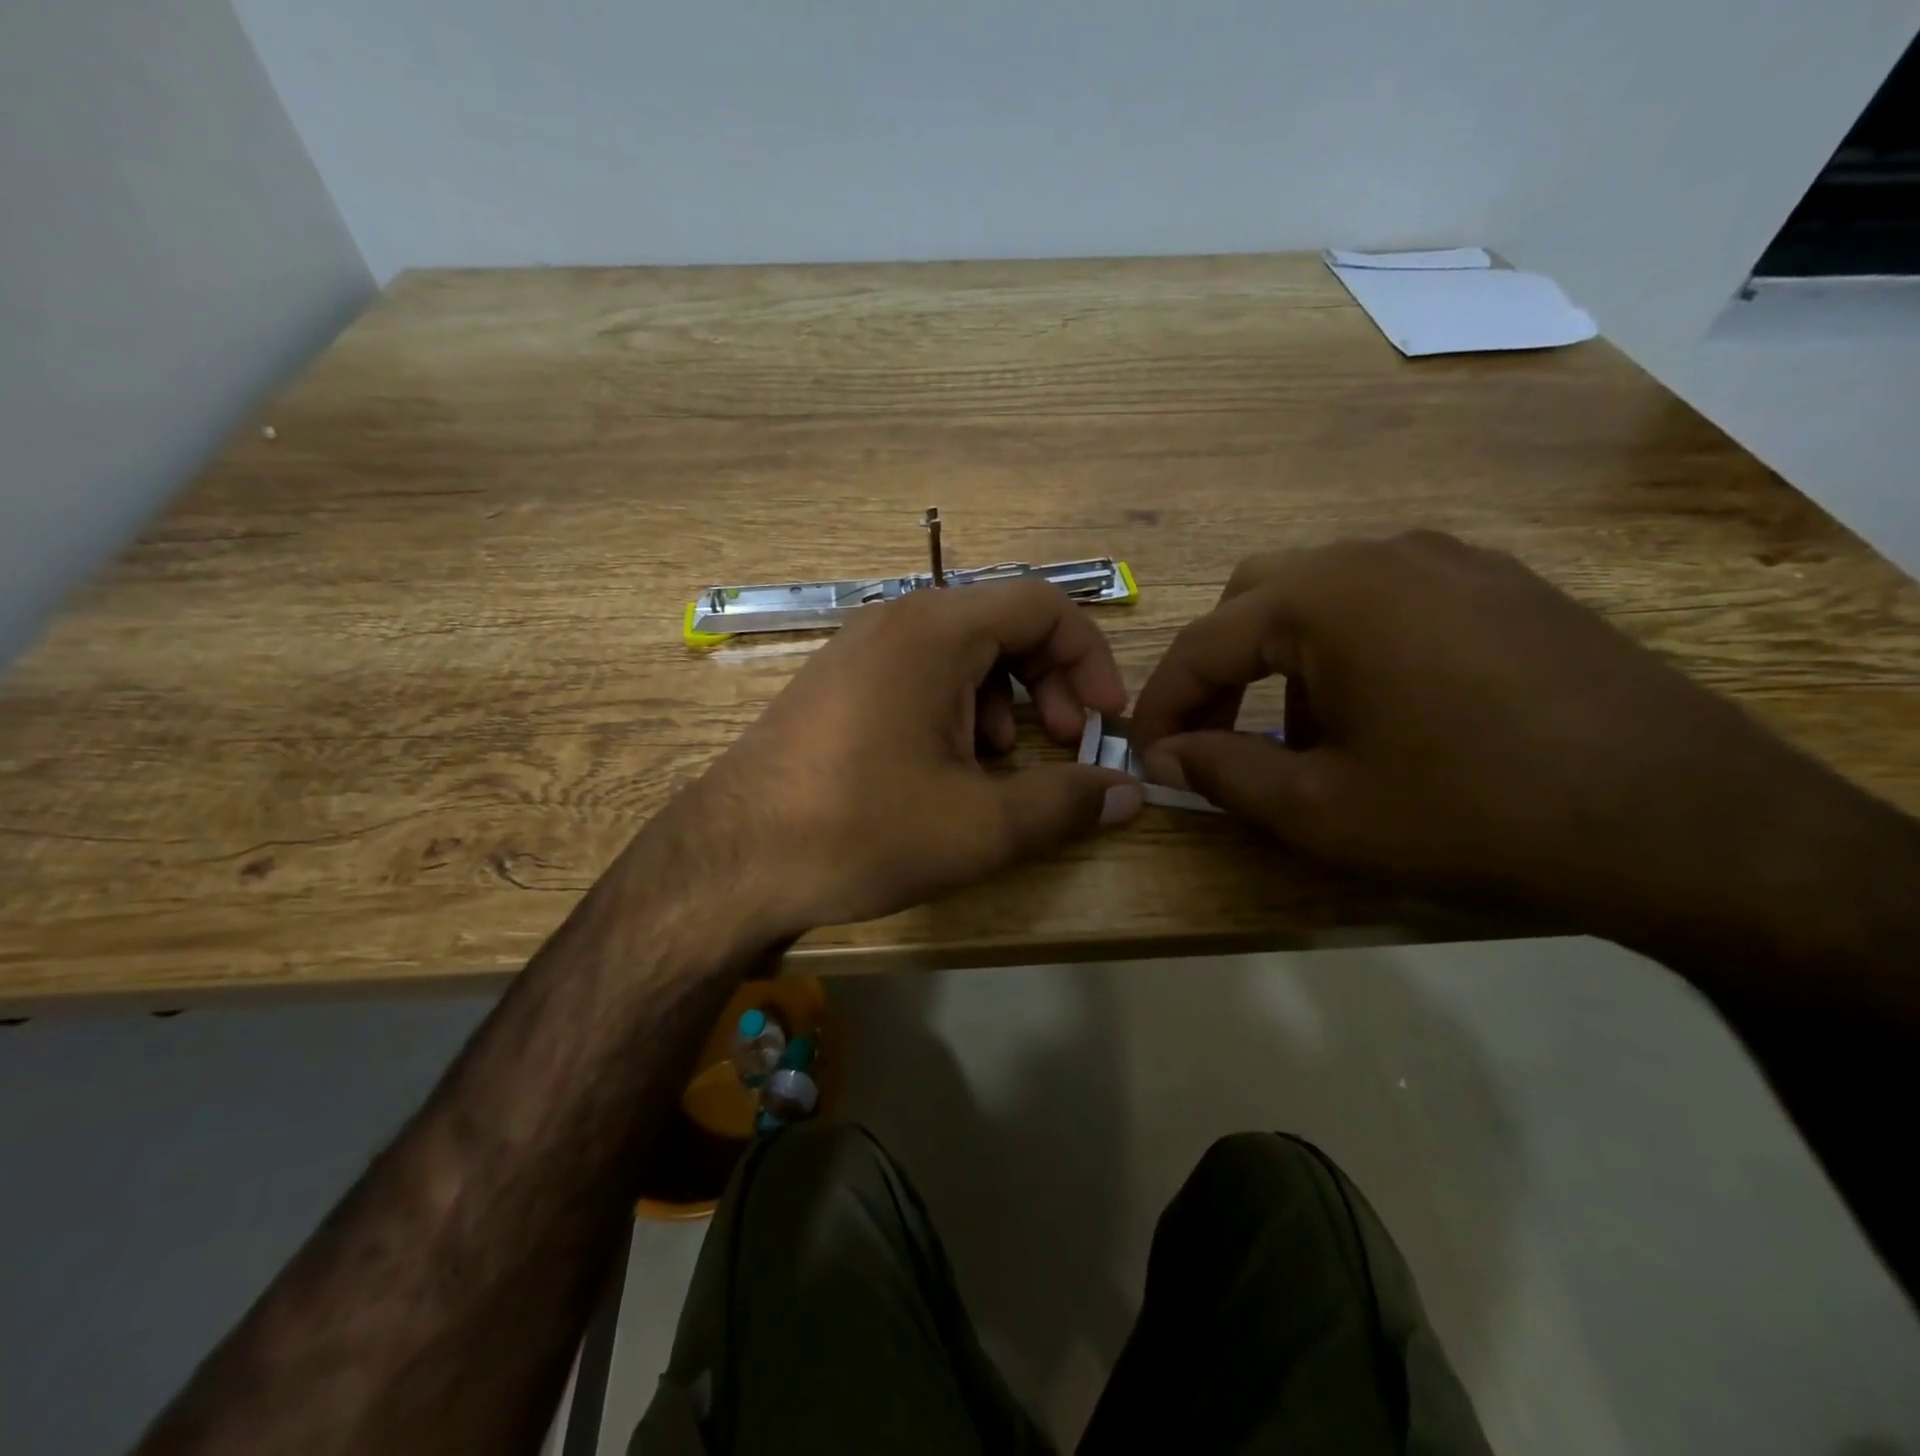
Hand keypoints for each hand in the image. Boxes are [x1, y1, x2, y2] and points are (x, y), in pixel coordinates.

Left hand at [688, 580, 1142, 935]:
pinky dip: (955, 712)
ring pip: (962, 655)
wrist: (731, 860)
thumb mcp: (980, 826)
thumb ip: (1066, 803)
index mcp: (936, 631)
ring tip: (998, 767)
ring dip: (1002, 704)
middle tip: (1060, 745)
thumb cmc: (861, 831)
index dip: (1090, 659)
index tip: (1103, 721)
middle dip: (1048, 685)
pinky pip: (919, 676)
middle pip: (1004, 627)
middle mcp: (896, 621)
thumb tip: (1128, 792)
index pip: (1044, 606)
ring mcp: (859, 649)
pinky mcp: (837, 683)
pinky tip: (944, 770)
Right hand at [1131, 531, 1836, 926]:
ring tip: (1303, 736)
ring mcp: (1450, 559)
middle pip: (1255, 600)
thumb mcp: (1321, 809)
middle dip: (1220, 670)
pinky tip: (1379, 712)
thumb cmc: (1472, 813)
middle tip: (1215, 738)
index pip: (1204, 642)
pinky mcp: (1500, 583)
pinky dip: (1347, 648)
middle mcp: (1381, 553)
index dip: (1162, 702)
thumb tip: (1164, 755)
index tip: (1144, 753)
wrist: (1687, 822)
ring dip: (1283, 660)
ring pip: (1321, 595)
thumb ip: (1222, 773)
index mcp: (1327, 596)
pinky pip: (1387, 600)